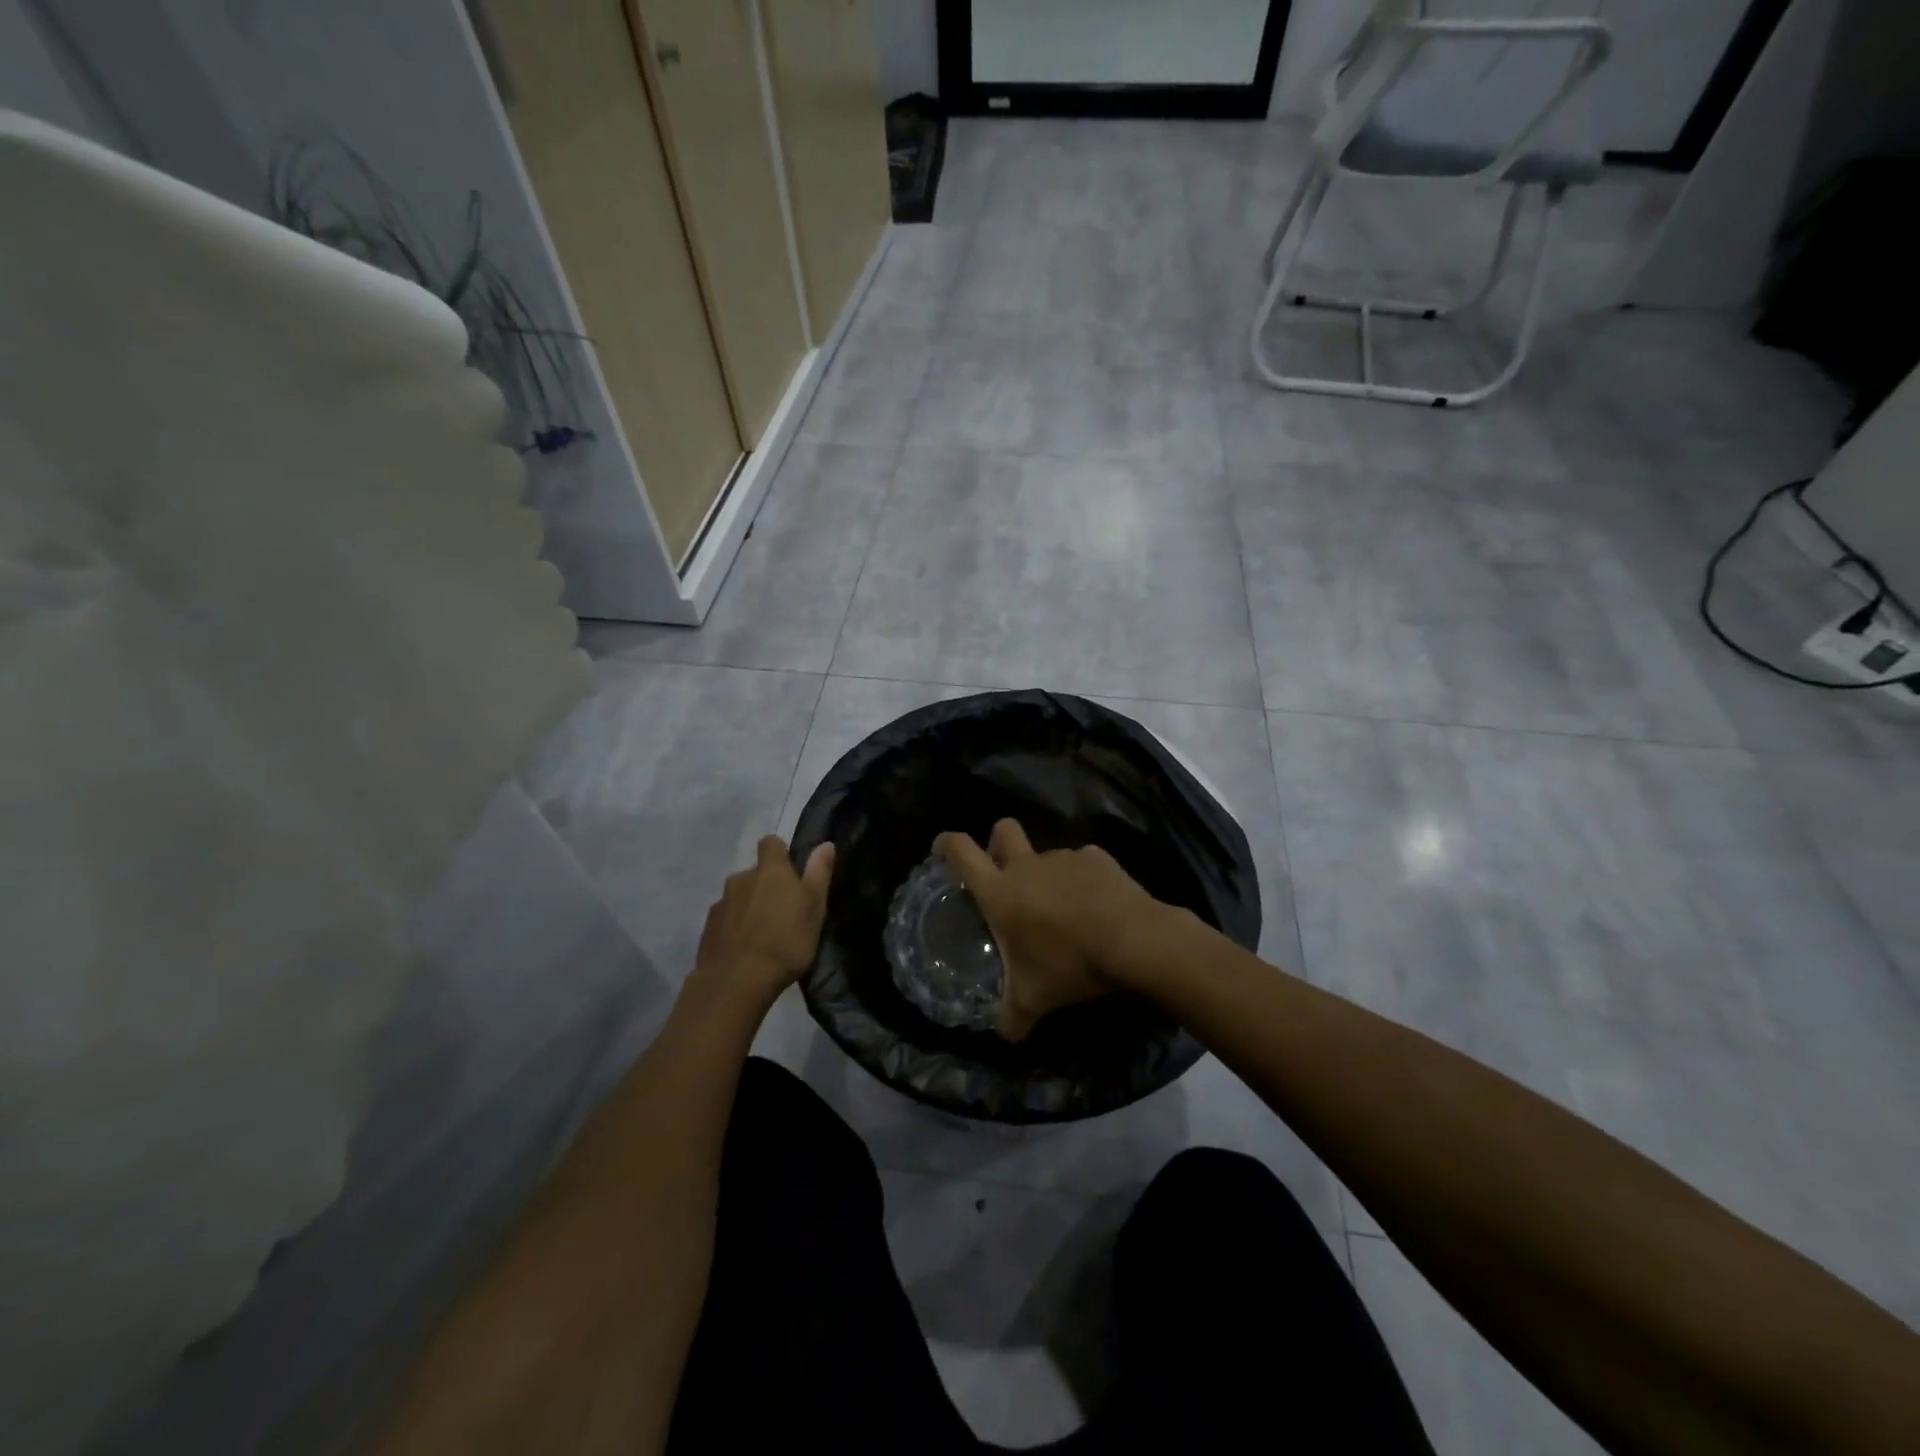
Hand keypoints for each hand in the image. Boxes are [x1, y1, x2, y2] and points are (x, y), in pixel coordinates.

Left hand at [690, 835, 834, 1012]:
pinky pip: (725, 919)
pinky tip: (744, 948)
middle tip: (781, 910)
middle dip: (765, 885)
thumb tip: (826, 843)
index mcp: (770, 870)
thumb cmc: (786, 941)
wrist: (737, 981)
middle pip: (754, 873)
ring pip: (738, 897)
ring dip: (749, 907)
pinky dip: (734, 927)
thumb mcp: (814, 907)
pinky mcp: (707, 929)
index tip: (791, 870)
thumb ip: (819, 873)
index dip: (780, 853)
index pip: (771, 843)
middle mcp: (741, 879)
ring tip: (762, 933)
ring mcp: (720, 904)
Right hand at [934, 819, 1163, 1042]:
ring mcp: (1064, 857)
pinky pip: (1082, 863)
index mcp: (1001, 892)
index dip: (947, 843)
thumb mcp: (1034, 1000)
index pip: (961, 851)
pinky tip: (1096, 906)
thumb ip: (1012, 1018)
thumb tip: (1005, 1035)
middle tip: (1003, 871)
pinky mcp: (1098, 858)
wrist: (1133, 940)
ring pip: (1046, 854)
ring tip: (1064, 909)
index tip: (942, 848)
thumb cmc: (1070, 964)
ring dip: (1047, 873)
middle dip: (997, 842)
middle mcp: (1028, 866)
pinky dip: (1083, 880)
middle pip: (1003, 830)